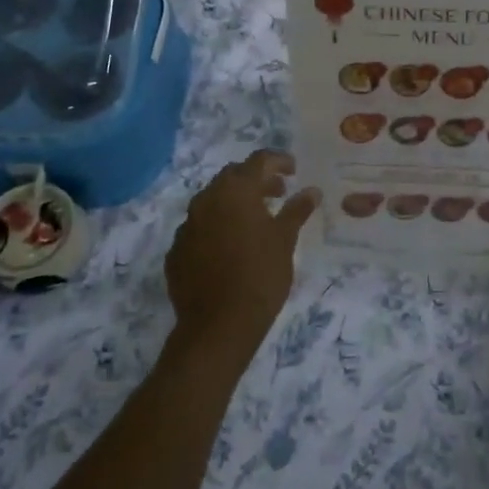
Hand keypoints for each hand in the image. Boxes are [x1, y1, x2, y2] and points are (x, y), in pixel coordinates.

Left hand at [166, 150, 319, 362]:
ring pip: (213, 201)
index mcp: (235, 190)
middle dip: (256, 180)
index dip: (279, 161)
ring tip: (257, 220)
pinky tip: (231, 246)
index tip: (294, 170)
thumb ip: (297, 210)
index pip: (258, 161)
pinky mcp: (176, 251)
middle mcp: (206, 199)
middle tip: (278, 193)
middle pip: (233, 177)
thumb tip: (311, 190)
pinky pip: (200, 228)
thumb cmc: (259, 276)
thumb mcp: (285, 240)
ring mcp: (186, 225)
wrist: (217, 327)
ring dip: (235, 203)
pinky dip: (217, 227)